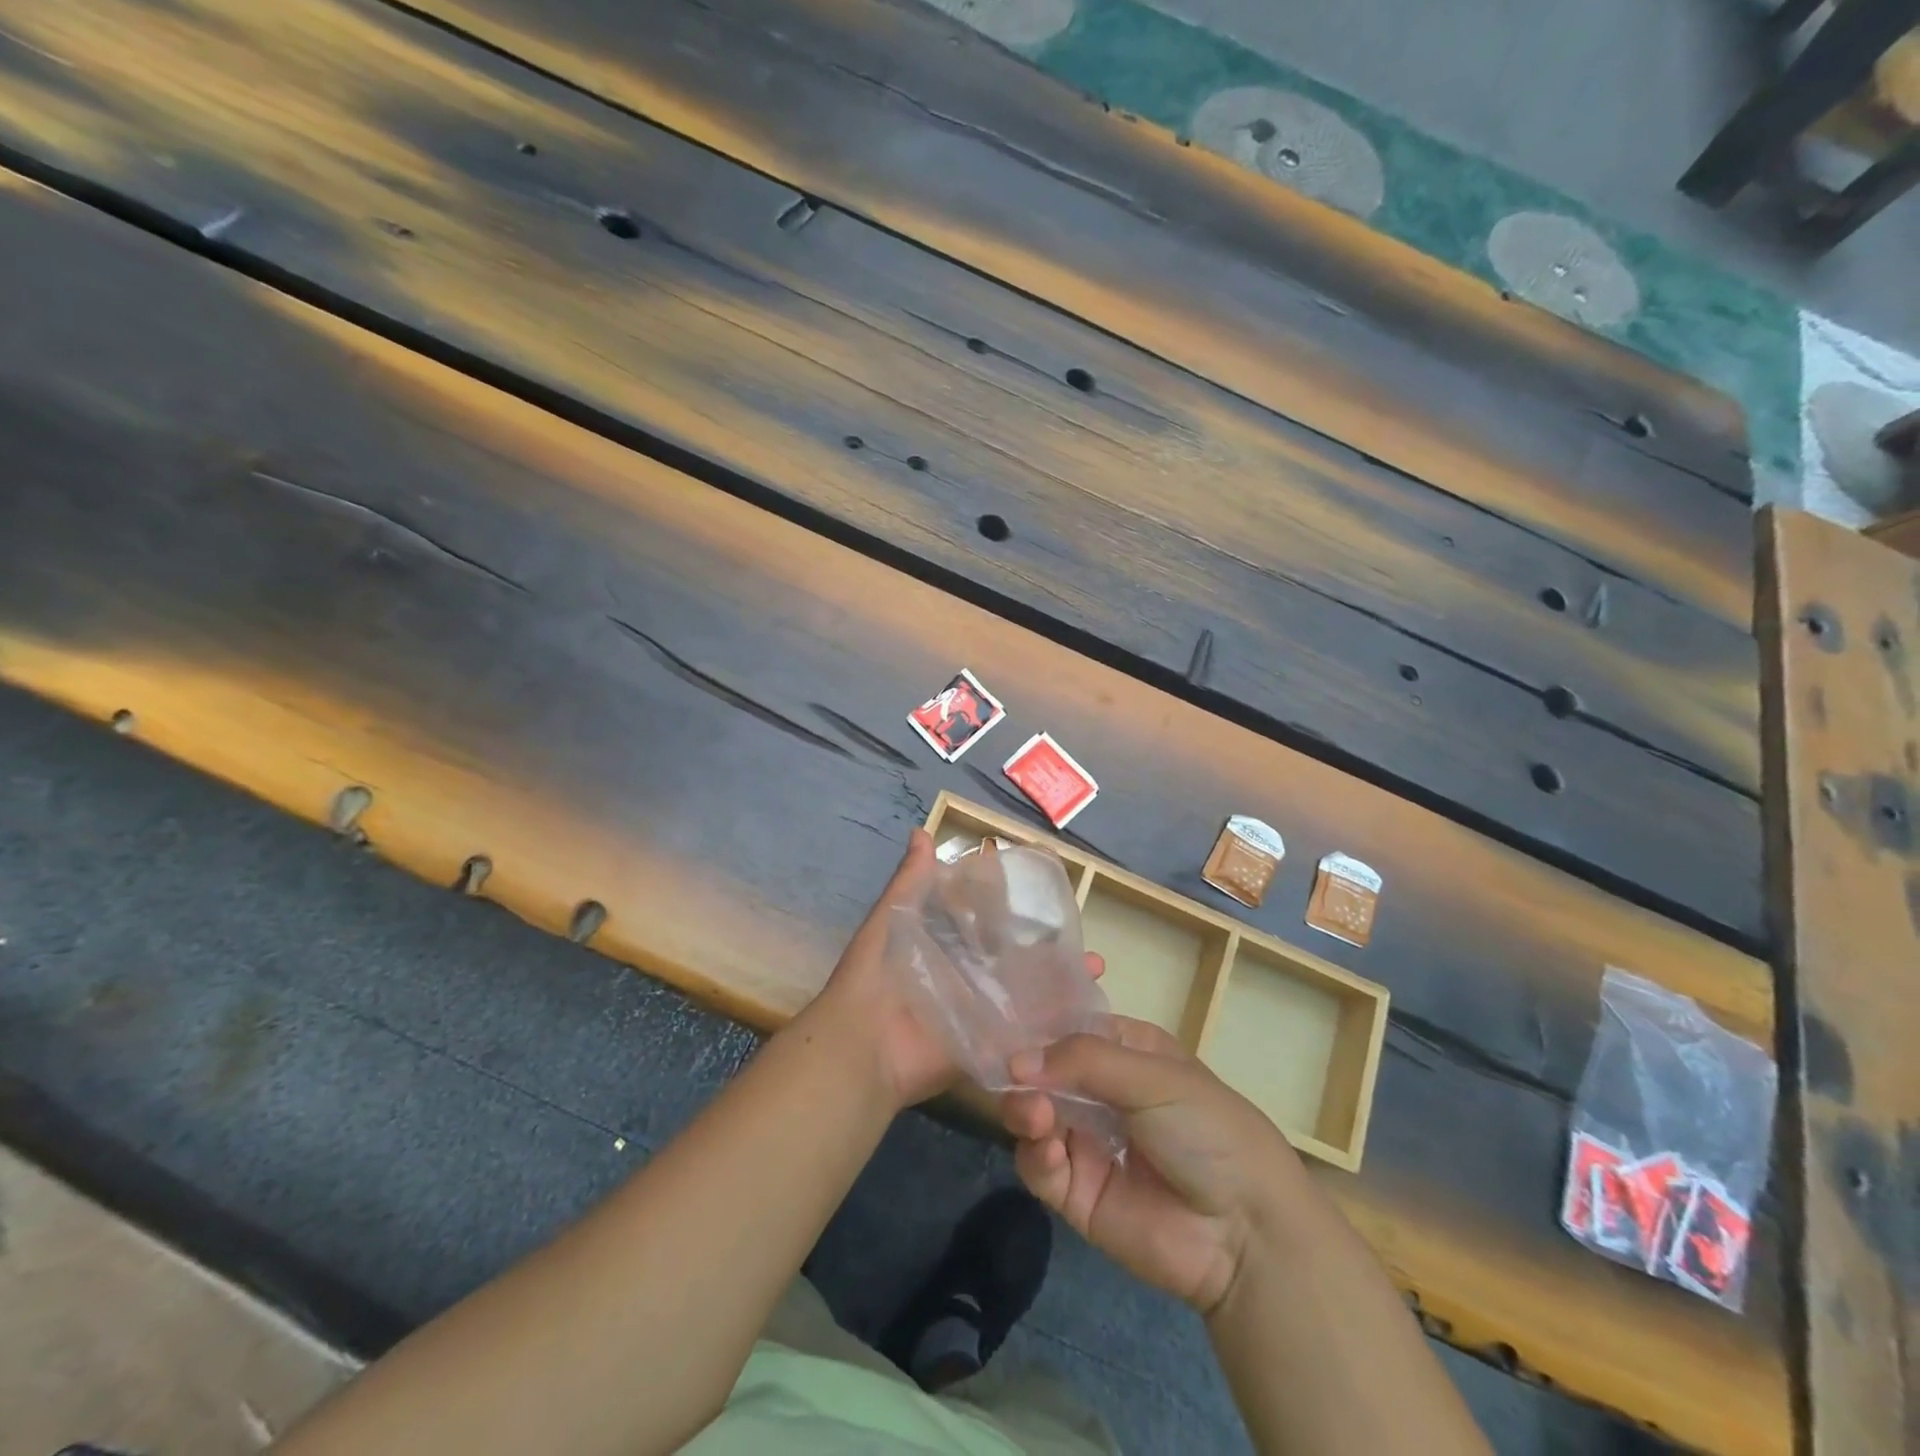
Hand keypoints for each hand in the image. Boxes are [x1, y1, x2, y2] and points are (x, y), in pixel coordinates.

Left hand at [806, 830, 1102, 1111]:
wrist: (862, 1047)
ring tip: (1095, 969)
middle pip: (1011, 960)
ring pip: (1024, 995)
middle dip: (1045, 950)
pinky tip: (1085, 1012)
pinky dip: (1050, 1026)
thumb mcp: (889, 921)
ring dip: (1056, 985)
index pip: (984, 923)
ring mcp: (978, 1014)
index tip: (1048, 894)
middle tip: (1084, 937)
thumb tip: (922, 831)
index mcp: (942, 947)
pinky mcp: (986, 1047)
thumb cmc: (874, 978)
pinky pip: (1021, 1036)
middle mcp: (964, 978)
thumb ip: (909, 884)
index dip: (1012, 910)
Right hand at [1001, 1019, 1303, 1315]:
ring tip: (1034, 1116)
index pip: (1068, 1026)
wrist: (1245, 1234)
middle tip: (1012, 1080)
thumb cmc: (1208, 1129)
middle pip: (1041, 1071)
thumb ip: (1083, 1060)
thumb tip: (1015, 1060)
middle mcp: (1100, 1091)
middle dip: (1024, 1072)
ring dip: (1024, 1111)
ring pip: (1032, 1115)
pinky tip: (1050, 1151)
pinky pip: (1039, 1166)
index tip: (1002, 1022)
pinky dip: (1036, 1155)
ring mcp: (1086, 1141)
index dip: (1037, 1025)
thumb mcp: (1152, 1077)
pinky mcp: (1076, 1192)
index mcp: (1124, 1051)